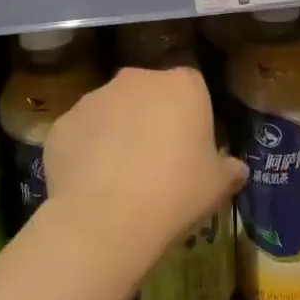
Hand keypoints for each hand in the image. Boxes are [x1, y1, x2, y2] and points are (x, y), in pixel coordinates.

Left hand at [43, 65, 243, 272]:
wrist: (107, 220)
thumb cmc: (175, 193)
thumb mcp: (217, 186)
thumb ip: (229, 169)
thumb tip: (237, 168)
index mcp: (182, 85)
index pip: (192, 88)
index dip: (191, 117)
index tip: (190, 148)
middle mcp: (137, 79)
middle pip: (148, 94)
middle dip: (151, 118)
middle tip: (155, 162)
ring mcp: (94, 98)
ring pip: (112, 111)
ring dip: (116, 133)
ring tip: (119, 178)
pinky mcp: (63, 122)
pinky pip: (81, 133)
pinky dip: (86, 151)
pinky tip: (91, 185)